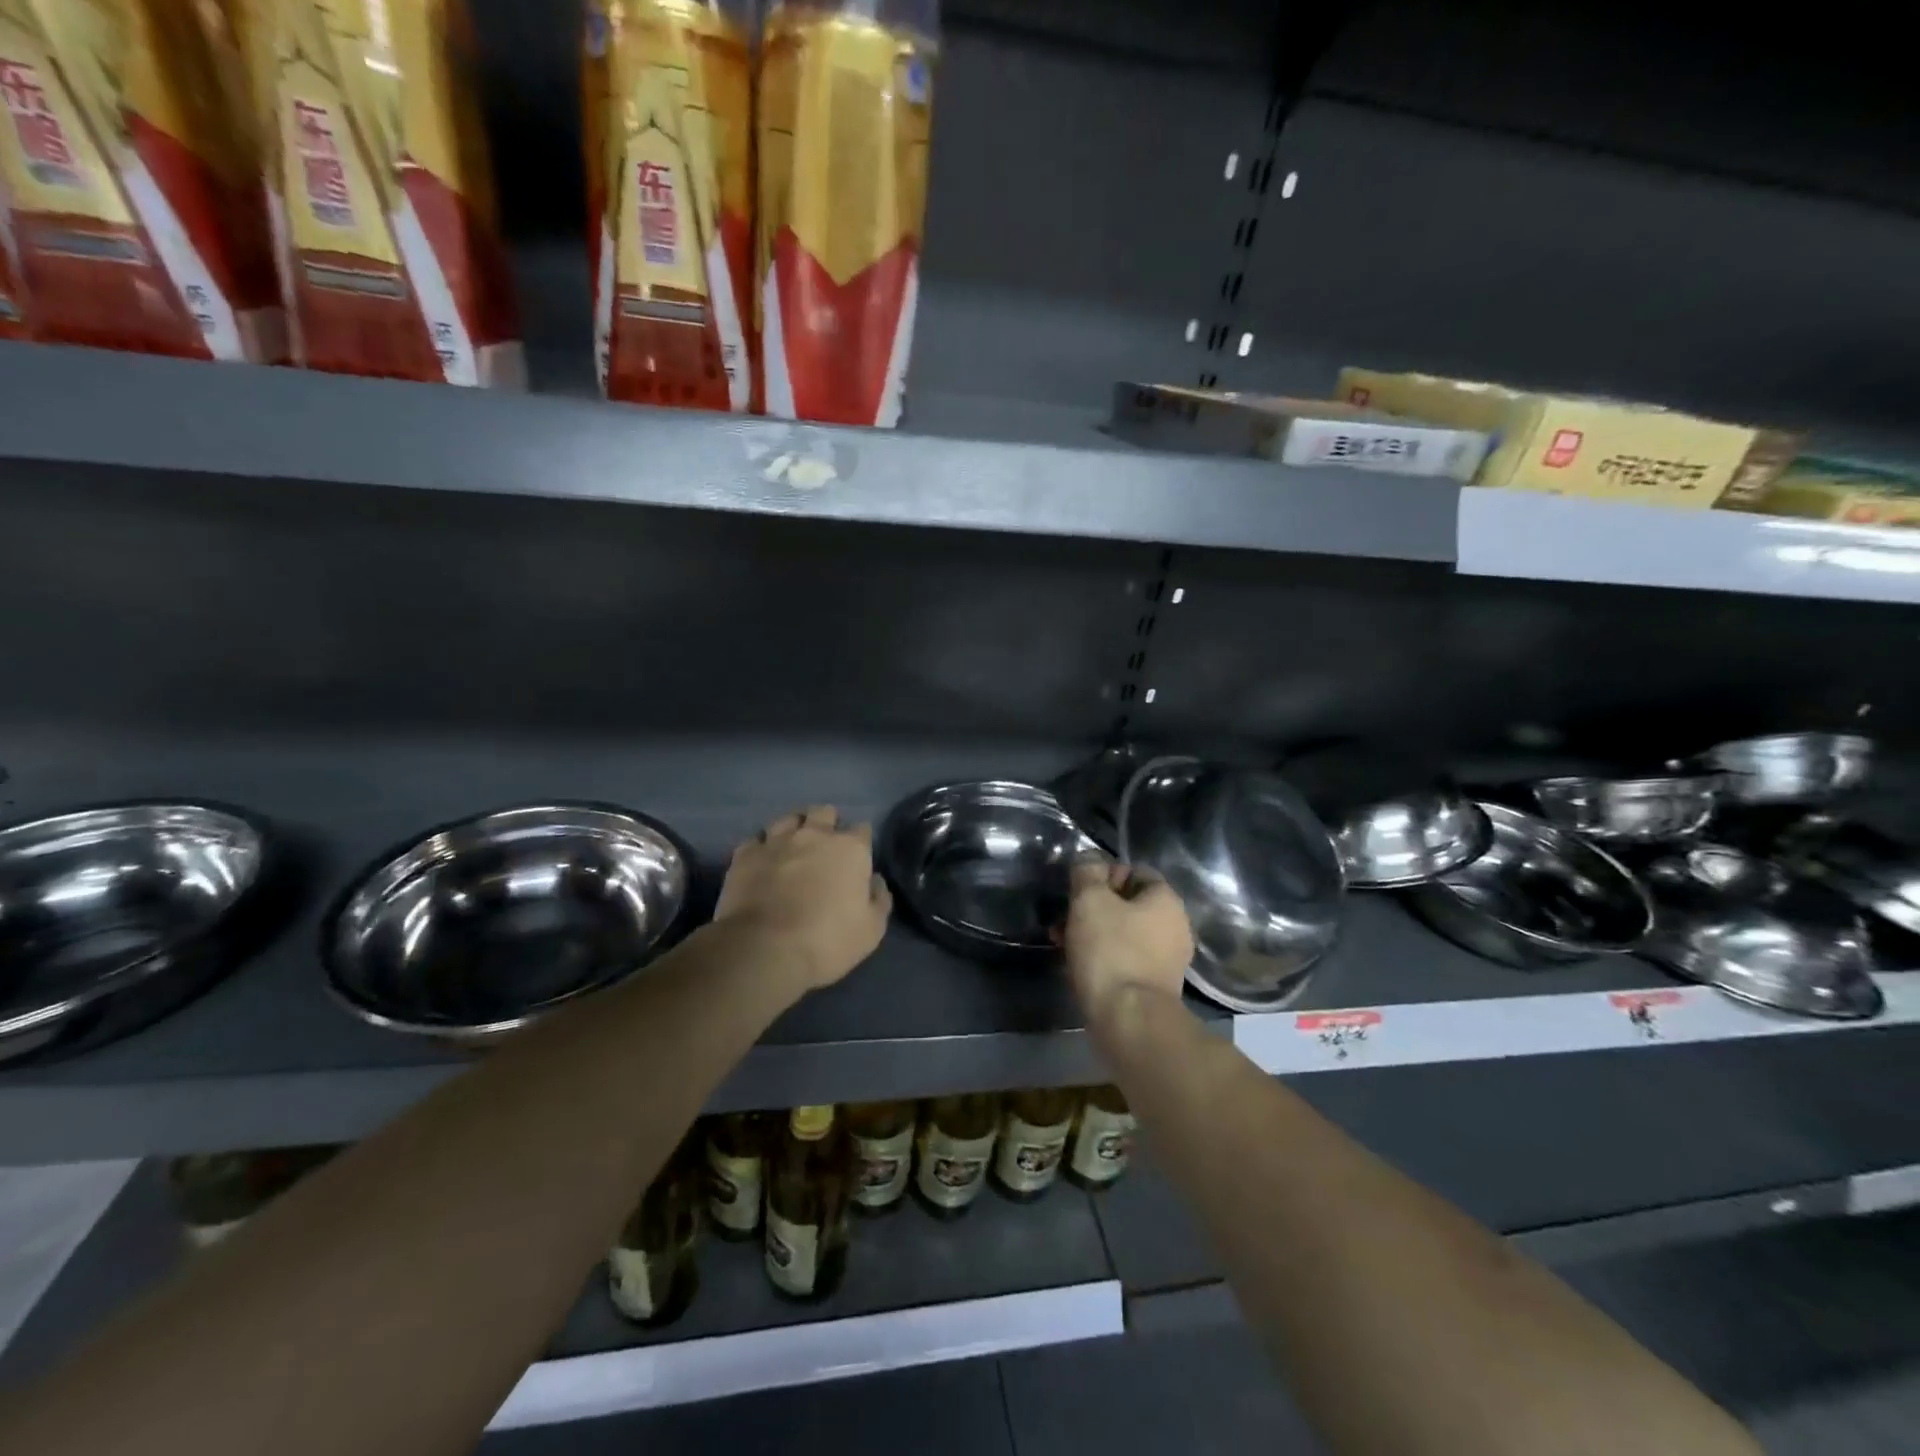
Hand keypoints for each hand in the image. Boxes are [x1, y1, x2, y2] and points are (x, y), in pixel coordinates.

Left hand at [714, 806, 891, 993]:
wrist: (765, 949)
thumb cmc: (827, 940)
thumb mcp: (872, 930)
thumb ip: (879, 899)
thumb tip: (874, 881)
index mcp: (850, 849)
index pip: (862, 830)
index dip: (861, 842)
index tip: (858, 858)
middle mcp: (814, 835)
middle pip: (824, 813)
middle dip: (827, 823)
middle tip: (825, 846)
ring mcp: (776, 841)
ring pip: (788, 819)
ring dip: (794, 829)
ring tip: (792, 846)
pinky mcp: (745, 855)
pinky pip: (755, 840)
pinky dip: (762, 848)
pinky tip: (762, 861)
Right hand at [1062, 856, 1193, 1016]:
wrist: (1129, 1020)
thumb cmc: (1111, 950)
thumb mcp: (1090, 900)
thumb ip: (1088, 872)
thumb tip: (1089, 859)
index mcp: (1167, 900)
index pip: (1136, 870)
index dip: (1105, 873)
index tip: (1080, 887)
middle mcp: (1175, 926)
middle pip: (1128, 903)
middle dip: (1094, 905)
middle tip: (1065, 915)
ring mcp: (1167, 959)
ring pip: (1123, 932)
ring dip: (1093, 931)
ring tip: (1062, 940)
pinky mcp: (1154, 986)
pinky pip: (1124, 958)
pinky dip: (1102, 956)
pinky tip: (1077, 963)